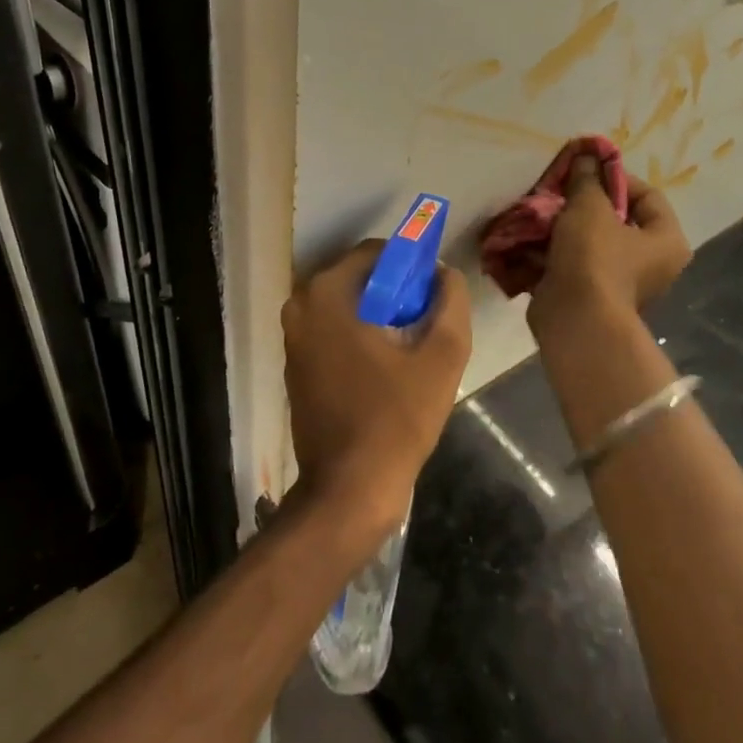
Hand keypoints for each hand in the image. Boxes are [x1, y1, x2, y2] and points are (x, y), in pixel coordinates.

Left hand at [281, 240, 472, 537]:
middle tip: (425, 322)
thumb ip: (450, 304)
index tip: (432, 293)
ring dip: (377, 316)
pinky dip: (357, 336)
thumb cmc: (395, 419)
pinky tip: (385, 368)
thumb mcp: (441, 358)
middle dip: (393, 292)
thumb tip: (445, 273)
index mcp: (327, 294)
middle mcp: (300, 306)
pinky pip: (332, 331)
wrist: (348, 489)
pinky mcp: (294, 365)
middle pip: (358, 279)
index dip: (409, 266)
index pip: (375, 253)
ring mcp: (292, 337)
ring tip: (409, 347)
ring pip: (345, 306)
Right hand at [528, 152, 692, 337]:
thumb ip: (587, 179)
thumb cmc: (594, 257)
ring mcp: (619, 281)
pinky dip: (554, 250)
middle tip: (558, 190)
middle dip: (582, 202)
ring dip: (564, 225)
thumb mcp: (589, 207)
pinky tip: (531, 236)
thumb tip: (586, 156)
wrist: (574, 319)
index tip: (584, 171)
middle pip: (616, 219)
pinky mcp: (590, 294)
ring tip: (540, 211)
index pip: (647, 195)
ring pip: (590, 240)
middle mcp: (650, 263)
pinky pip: (573, 262)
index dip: (615, 177)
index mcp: (666, 241)